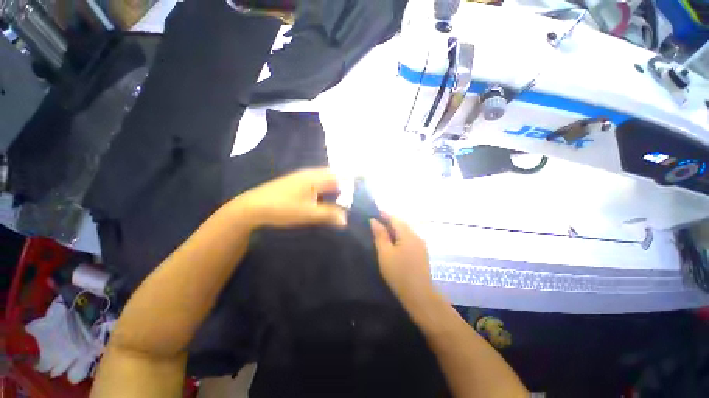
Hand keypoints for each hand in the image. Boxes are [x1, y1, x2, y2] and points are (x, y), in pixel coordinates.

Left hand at [232, 168, 346, 228]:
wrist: (252, 207)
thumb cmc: (282, 208)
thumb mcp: (307, 213)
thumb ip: (328, 215)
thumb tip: (346, 219)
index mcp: (315, 178)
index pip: (340, 174)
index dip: (354, 176)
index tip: (367, 178)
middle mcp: (311, 174)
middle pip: (334, 175)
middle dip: (346, 182)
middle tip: (357, 193)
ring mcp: (303, 178)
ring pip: (326, 180)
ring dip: (336, 186)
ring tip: (345, 197)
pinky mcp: (297, 184)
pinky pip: (318, 184)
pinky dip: (326, 190)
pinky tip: (326, 199)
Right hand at [371, 216, 436, 306]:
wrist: (419, 295)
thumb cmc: (399, 272)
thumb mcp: (385, 253)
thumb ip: (380, 235)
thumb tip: (374, 220)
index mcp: (407, 234)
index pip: (394, 218)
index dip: (382, 214)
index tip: (371, 212)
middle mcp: (416, 235)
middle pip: (400, 223)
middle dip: (387, 221)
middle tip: (373, 222)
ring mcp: (420, 244)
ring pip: (404, 231)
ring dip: (393, 229)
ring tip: (380, 231)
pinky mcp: (421, 252)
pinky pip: (408, 239)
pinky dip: (398, 237)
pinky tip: (392, 242)